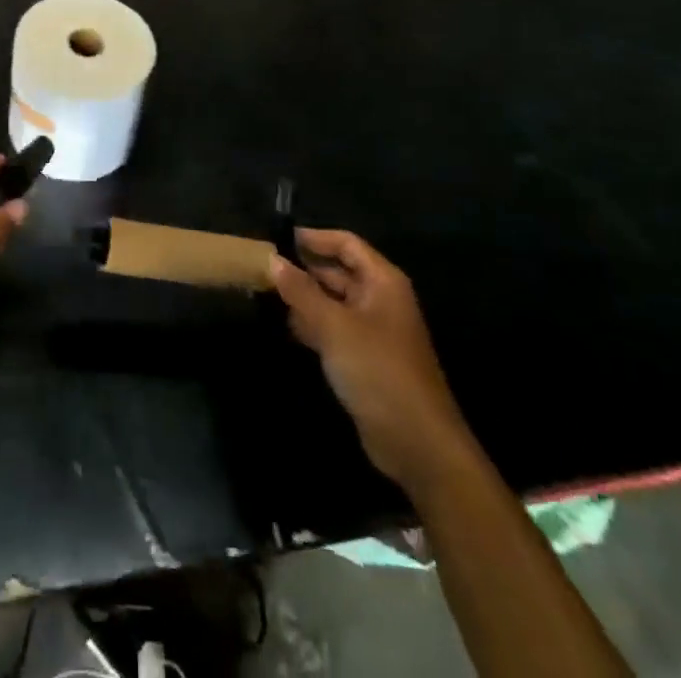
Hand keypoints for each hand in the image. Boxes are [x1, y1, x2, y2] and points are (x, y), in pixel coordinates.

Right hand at [271, 230, 473, 491]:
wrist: (417, 443)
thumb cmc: (378, 371)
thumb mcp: (334, 326)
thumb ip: (301, 291)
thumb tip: (272, 259)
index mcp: (382, 282)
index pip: (346, 243)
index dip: (314, 238)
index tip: (278, 237)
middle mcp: (379, 299)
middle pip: (338, 271)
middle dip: (304, 269)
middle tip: (263, 266)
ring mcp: (373, 330)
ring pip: (333, 301)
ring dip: (304, 297)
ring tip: (266, 293)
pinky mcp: (365, 358)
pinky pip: (334, 328)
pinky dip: (312, 324)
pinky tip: (287, 326)